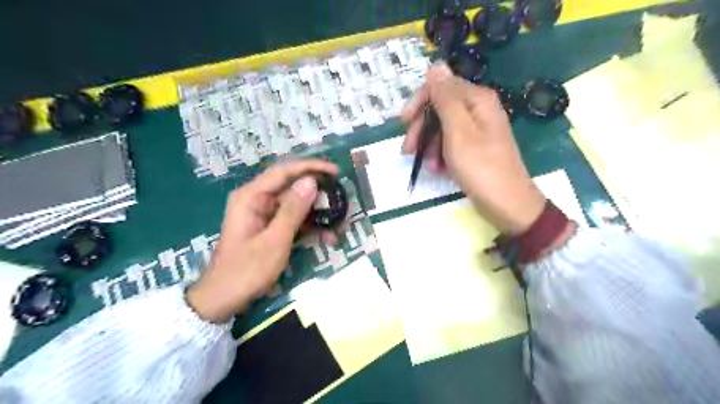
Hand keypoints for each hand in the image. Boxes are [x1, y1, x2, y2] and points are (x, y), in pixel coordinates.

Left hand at [188, 157, 339, 321]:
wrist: (224, 299)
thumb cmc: (246, 270)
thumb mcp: (274, 241)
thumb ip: (293, 210)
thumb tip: (311, 181)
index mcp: (252, 196)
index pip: (284, 171)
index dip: (311, 168)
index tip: (335, 171)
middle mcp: (257, 199)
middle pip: (292, 186)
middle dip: (318, 192)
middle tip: (342, 197)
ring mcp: (264, 213)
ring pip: (296, 204)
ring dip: (318, 212)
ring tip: (340, 220)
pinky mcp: (270, 226)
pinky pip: (293, 219)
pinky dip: (310, 226)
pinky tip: (328, 236)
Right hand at [399, 62, 546, 233]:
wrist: (507, 204)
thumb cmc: (481, 167)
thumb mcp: (458, 131)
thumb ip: (445, 98)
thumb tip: (436, 64)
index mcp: (477, 99)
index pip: (441, 87)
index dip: (419, 102)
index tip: (403, 122)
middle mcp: (478, 109)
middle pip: (440, 107)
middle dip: (422, 128)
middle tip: (408, 149)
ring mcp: (477, 130)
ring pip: (442, 128)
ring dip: (429, 145)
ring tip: (427, 165)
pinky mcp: (474, 148)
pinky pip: (450, 143)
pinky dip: (440, 155)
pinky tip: (438, 169)